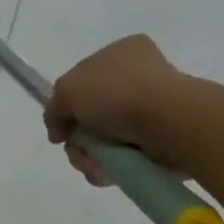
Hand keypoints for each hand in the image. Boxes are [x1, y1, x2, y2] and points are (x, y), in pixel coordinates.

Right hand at [43, 34, 188, 185]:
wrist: (169, 122)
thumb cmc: (115, 93)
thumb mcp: (66, 90)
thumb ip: (54, 108)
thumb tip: (58, 131)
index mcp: (122, 51)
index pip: (86, 75)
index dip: (69, 101)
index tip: (63, 122)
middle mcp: (142, 74)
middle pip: (95, 111)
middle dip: (80, 135)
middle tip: (77, 149)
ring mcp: (158, 107)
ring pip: (110, 136)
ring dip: (93, 155)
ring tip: (93, 166)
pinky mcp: (169, 137)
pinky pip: (131, 153)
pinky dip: (115, 166)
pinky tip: (108, 172)